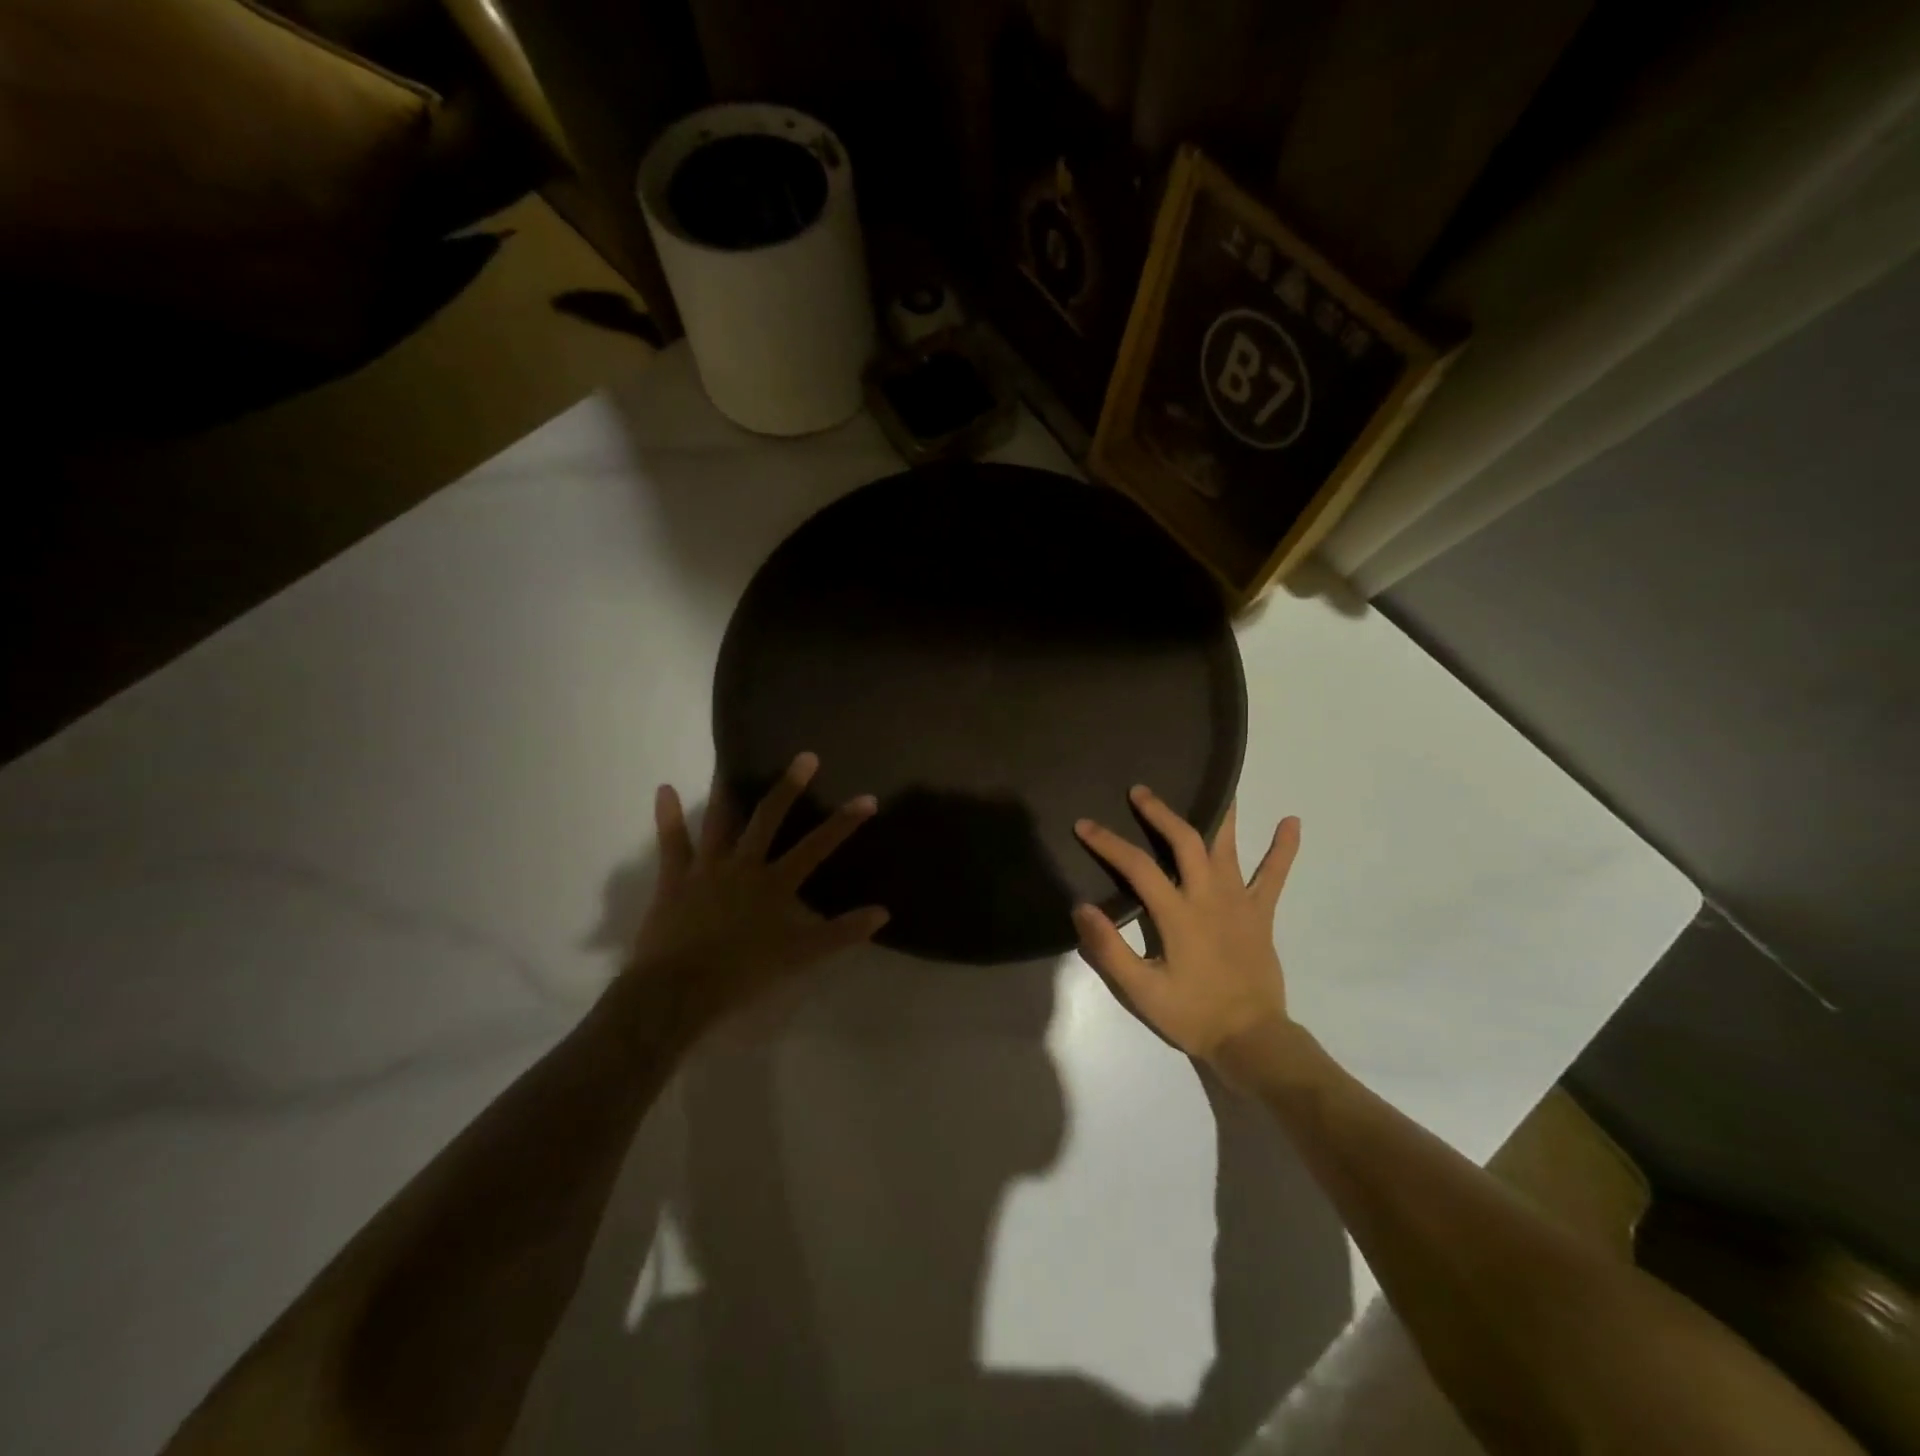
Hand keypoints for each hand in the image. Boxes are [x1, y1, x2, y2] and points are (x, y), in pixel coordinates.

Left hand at [628, 752, 887, 1027]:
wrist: (679, 991)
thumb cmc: (743, 974)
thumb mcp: (801, 957)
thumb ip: (841, 933)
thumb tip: (883, 912)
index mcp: (775, 883)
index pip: (817, 846)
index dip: (844, 822)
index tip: (867, 798)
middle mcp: (744, 865)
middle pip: (769, 818)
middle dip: (790, 787)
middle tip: (806, 756)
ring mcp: (707, 868)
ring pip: (720, 821)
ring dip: (726, 791)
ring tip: (729, 761)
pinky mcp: (675, 879)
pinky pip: (671, 842)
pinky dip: (668, 816)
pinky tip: (664, 789)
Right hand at [1072, 788, 1301, 1068]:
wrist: (1251, 1039)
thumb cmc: (1192, 1014)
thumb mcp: (1141, 990)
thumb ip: (1109, 949)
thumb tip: (1080, 907)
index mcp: (1178, 914)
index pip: (1137, 866)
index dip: (1108, 842)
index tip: (1084, 824)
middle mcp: (1209, 897)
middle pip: (1186, 841)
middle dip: (1161, 812)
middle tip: (1140, 791)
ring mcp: (1239, 902)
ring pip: (1229, 846)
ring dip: (1222, 813)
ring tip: (1218, 782)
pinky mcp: (1260, 913)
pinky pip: (1274, 876)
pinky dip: (1284, 849)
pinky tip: (1291, 822)